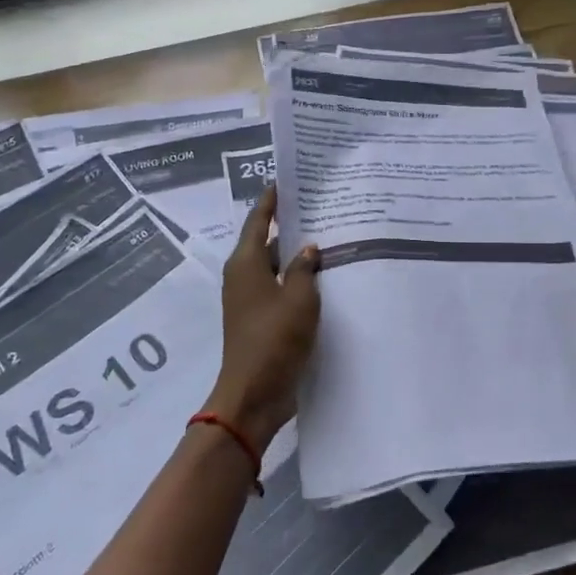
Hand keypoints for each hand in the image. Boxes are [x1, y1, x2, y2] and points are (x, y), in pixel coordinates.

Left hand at [209, 185, 319, 451]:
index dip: (271, 200)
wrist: (254, 393)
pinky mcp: (261, 320)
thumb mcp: (299, 298)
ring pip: (276, 267)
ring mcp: (251, 300)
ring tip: (331, 240)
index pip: (258, 219)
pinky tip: (325, 279)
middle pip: (267, 242)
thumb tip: (308, 248)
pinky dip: (298, 281)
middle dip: (292, 227)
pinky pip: (281, 289)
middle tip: (323, 210)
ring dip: (298, 257)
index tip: (287, 181)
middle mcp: (244, 276)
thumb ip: (305, 268)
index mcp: (246, 263)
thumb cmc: (274, 339)